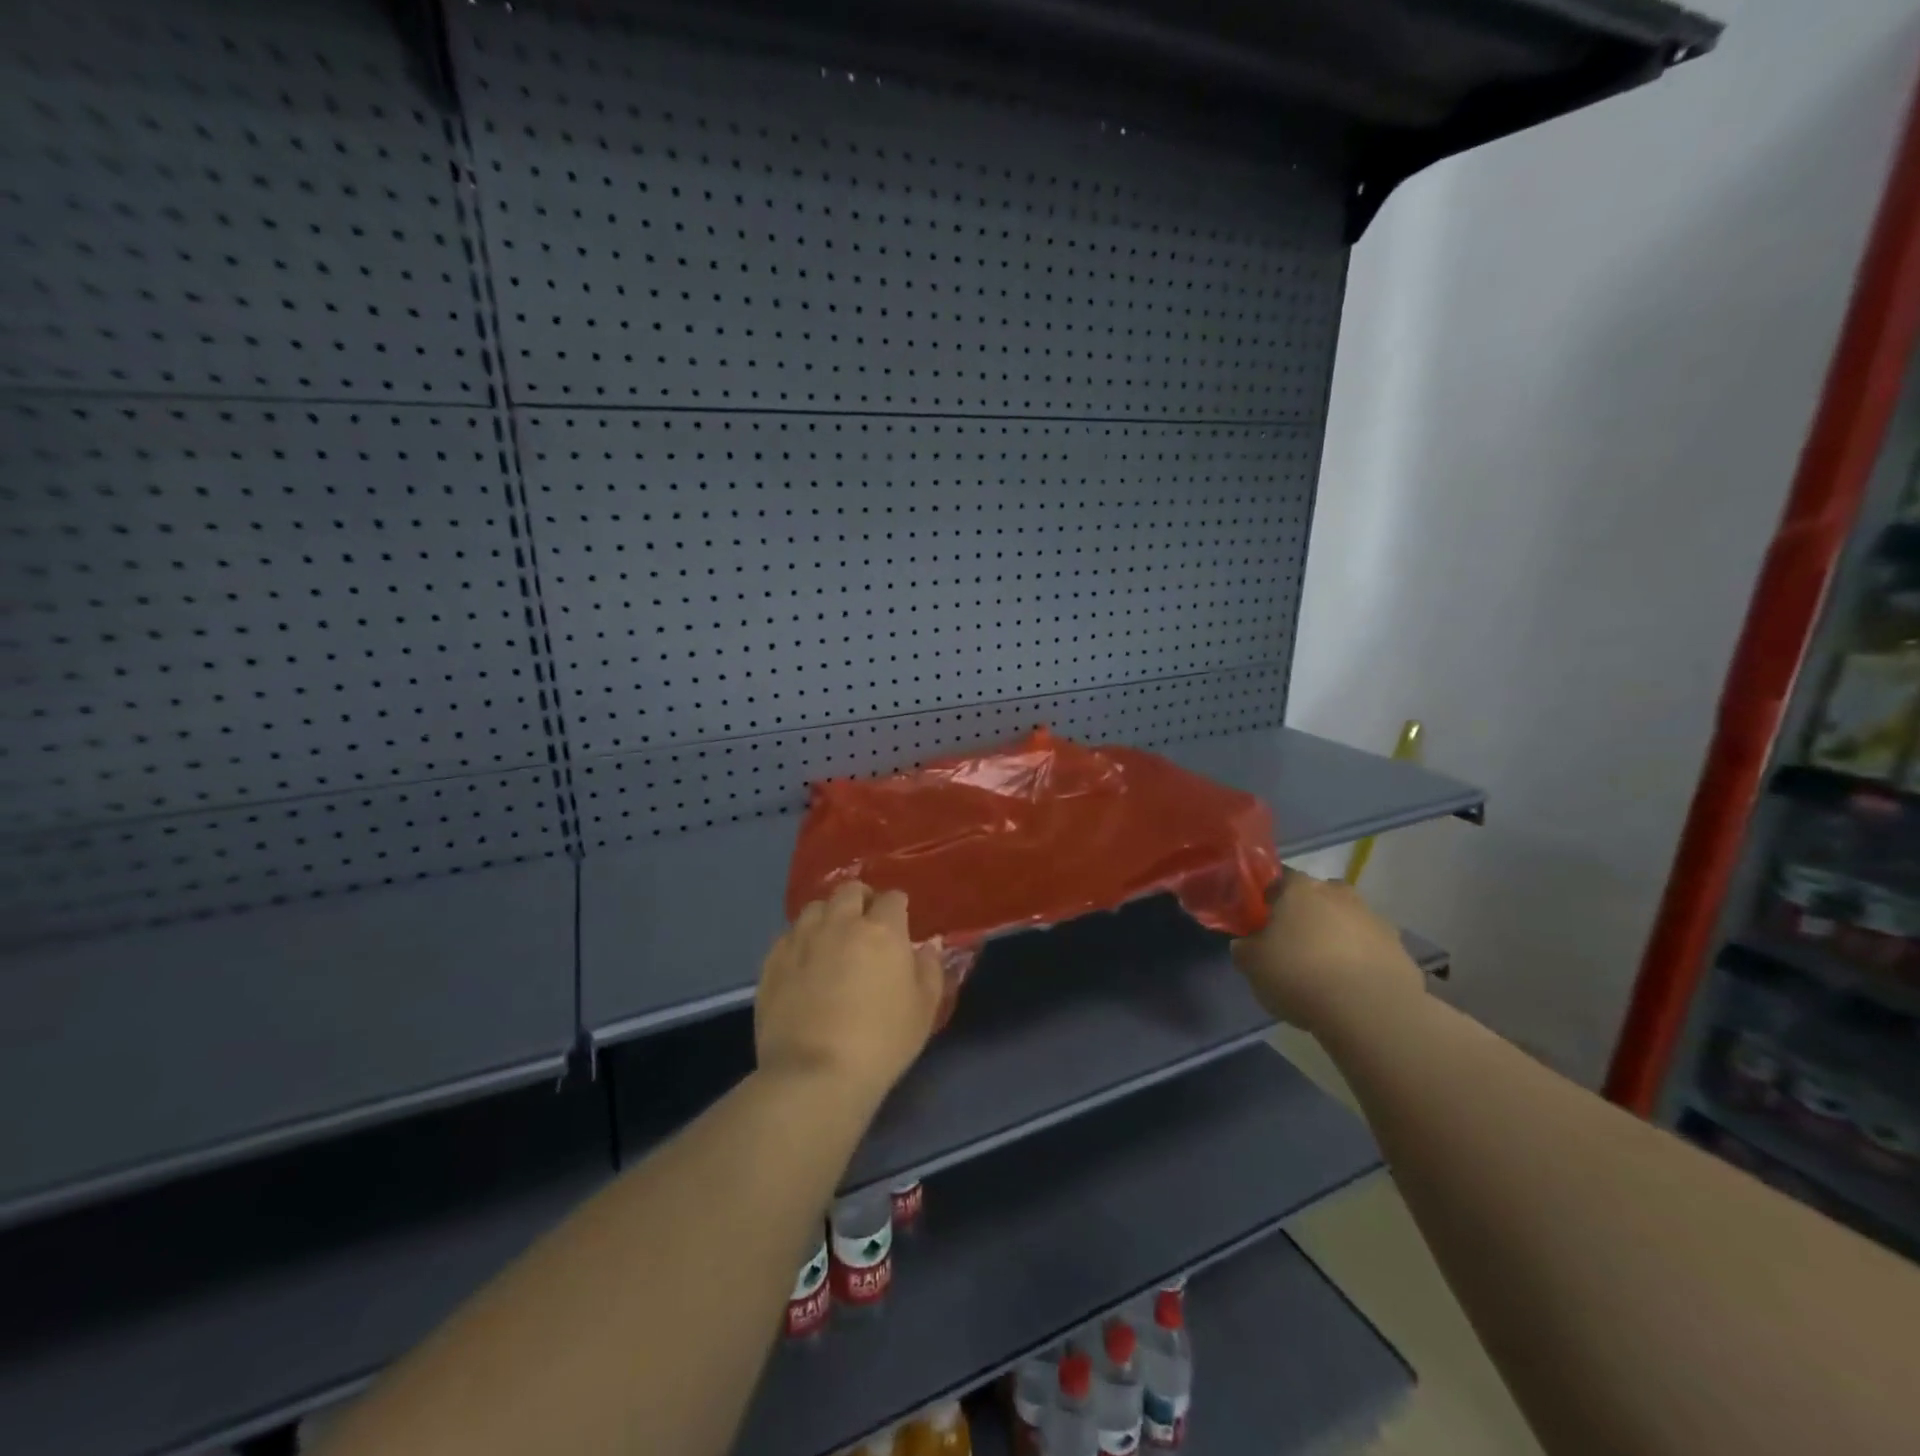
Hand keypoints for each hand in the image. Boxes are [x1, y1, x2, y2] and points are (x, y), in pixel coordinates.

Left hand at [756, 881, 945, 1105]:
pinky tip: (804, 961)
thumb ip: (930, 969)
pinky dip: (801, 940)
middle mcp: (841, 923)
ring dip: (828, 915)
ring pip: (815, 907)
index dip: (898, 907)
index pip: (893, 898)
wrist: (814, 1074)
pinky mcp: (773, 960)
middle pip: (850, 891)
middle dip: (861, 899)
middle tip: (866, 922)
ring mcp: (802, 939)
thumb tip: (930, 944)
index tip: (900, 923)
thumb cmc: (881, 1043)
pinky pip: (789, 935)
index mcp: (882, 930)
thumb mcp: (923, 1010)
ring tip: (832, 937)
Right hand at [1230, 873, 1422, 1035]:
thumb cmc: (1300, 975)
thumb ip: (1245, 948)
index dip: (1270, 899)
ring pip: (1349, 920)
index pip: (1279, 879)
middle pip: (1319, 895)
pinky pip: (1373, 949)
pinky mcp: (1400, 949)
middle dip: (1309, 913)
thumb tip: (1247, 944)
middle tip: (1296, 943)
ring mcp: (1374, 919)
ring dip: (1339, 936)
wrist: (1370, 1010)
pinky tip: (1353, 988)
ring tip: (1327, 971)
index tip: (1264, 921)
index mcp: (1299, 889)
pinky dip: (1363, 961)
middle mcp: (1338, 894)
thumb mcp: (1252, 965)